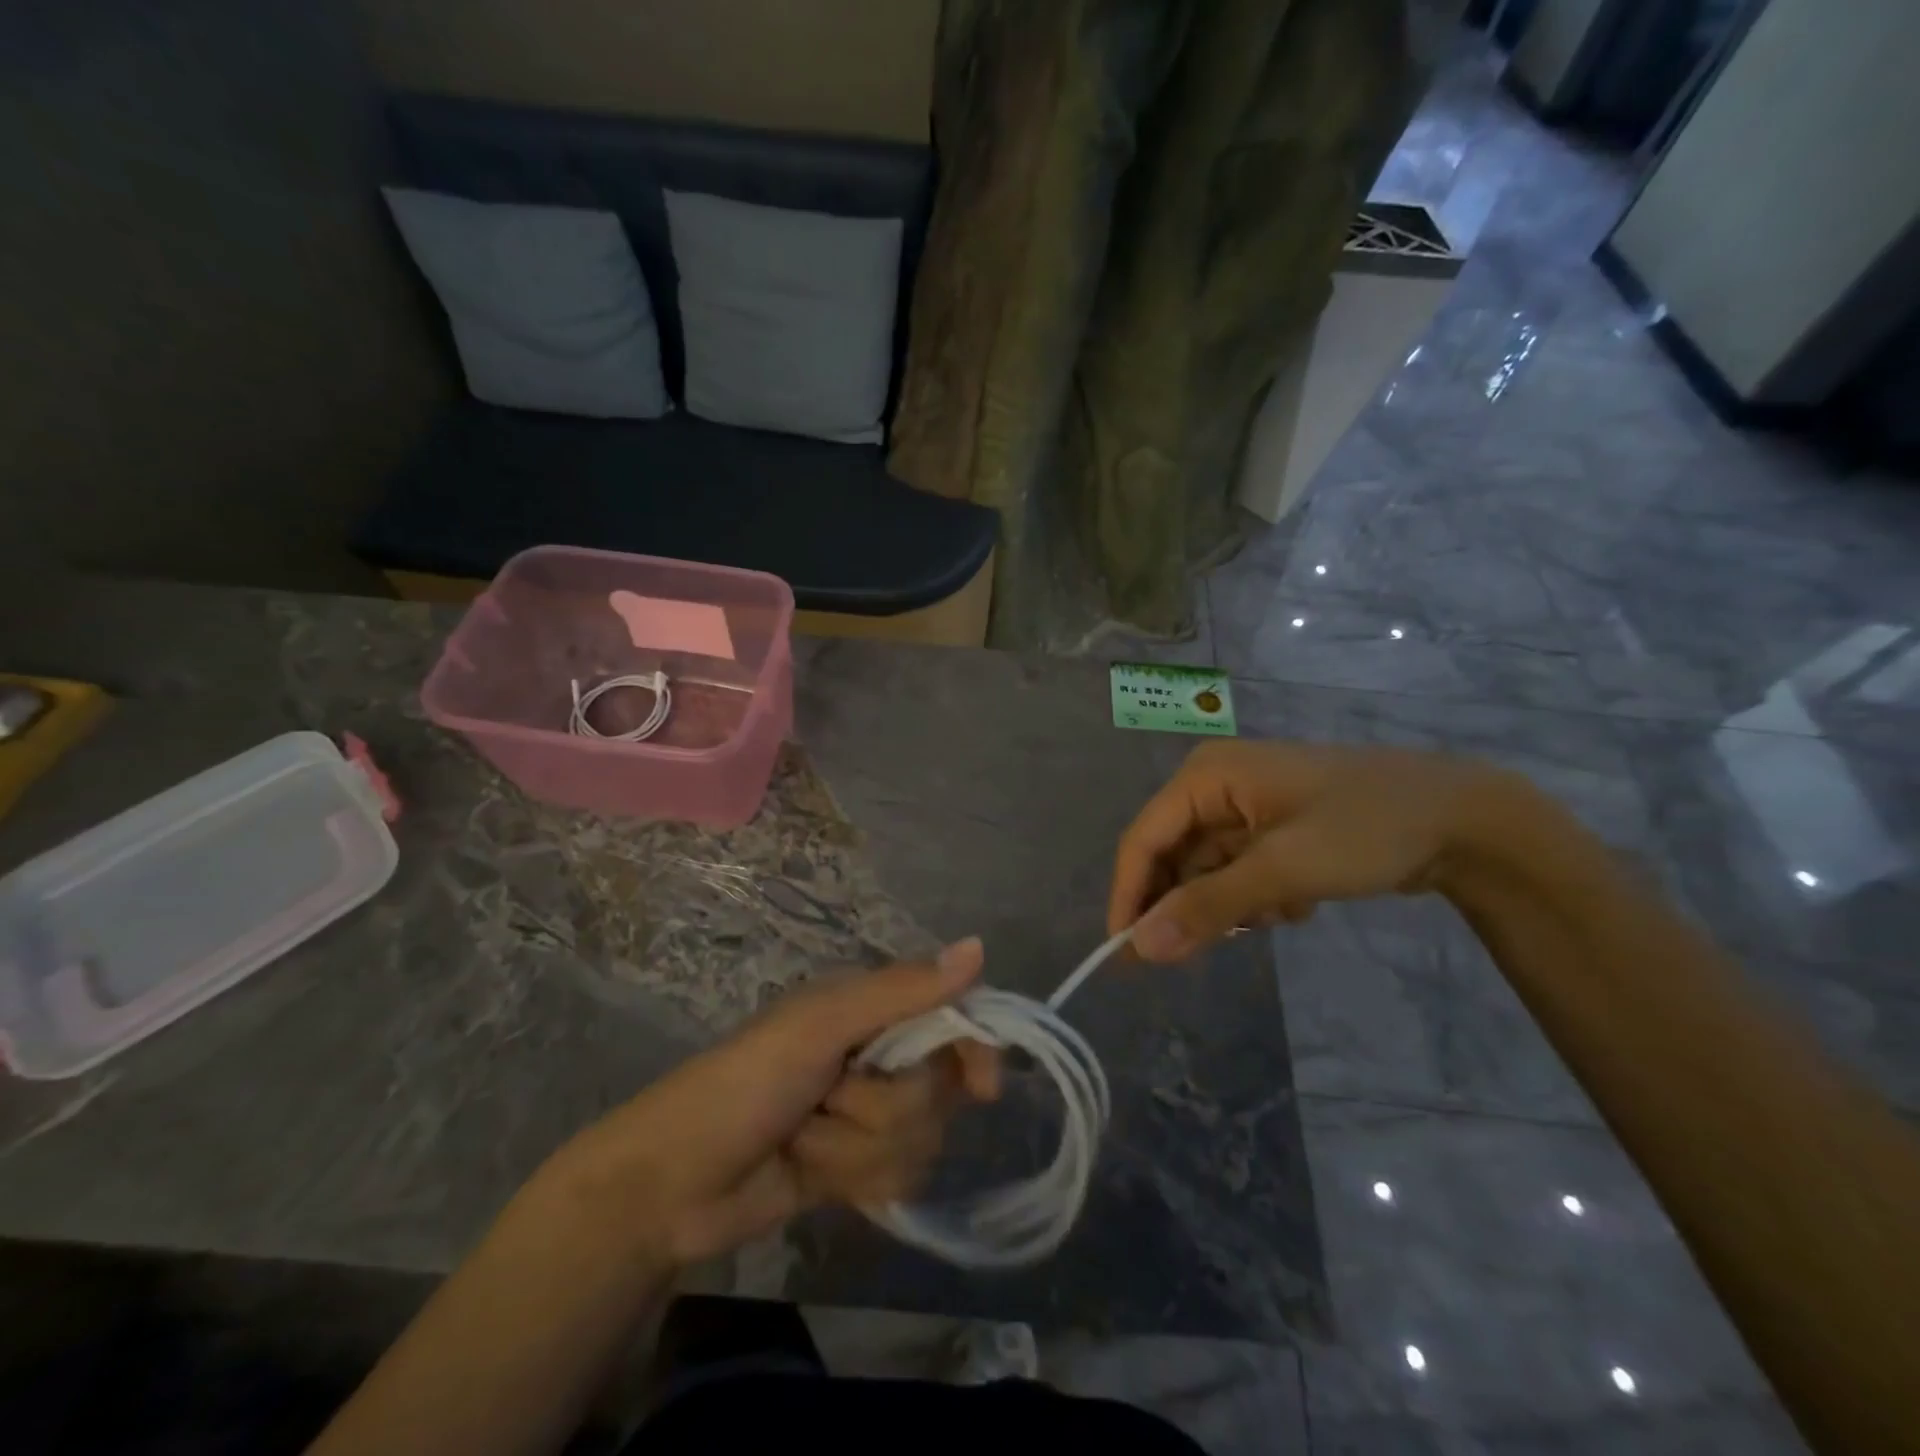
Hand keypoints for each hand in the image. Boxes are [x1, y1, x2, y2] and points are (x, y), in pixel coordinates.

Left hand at [546, 941, 999, 1266]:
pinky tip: (812, 1174)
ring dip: (857, 1148)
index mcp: (870, 1007)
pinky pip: (898, 1178)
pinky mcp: (856, 1168)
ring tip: (805, 1139)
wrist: (673, 1185)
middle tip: (831, 1098)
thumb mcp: (822, 1026)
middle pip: (938, 1090)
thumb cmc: (745, 1083)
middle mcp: (877, 1055)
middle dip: (884, 1107)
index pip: (952, 1018)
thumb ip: (902, 992)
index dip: (972, 1049)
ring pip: (919, 1140)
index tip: (983, 1088)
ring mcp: (866, 1116)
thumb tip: (980, 947)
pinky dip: (855, 1180)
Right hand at [1108, 740, 1507, 962]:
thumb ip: (1207, 908)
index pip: (1143, 840)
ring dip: (1232, 904)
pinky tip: (1298, 903)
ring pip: (1206, 870)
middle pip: (1172, 856)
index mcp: (1205, 776)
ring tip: (1280, 913)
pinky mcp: (1271, 826)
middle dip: (1189, 905)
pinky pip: (1237, 871)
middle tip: (1197, 953)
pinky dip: (1257, 897)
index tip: (1125, 954)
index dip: (1129, 896)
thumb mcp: (1282, 870)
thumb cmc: (1364, 829)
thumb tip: (1139, 948)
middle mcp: (1215, 784)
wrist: (1464, 819)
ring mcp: (1244, 805)